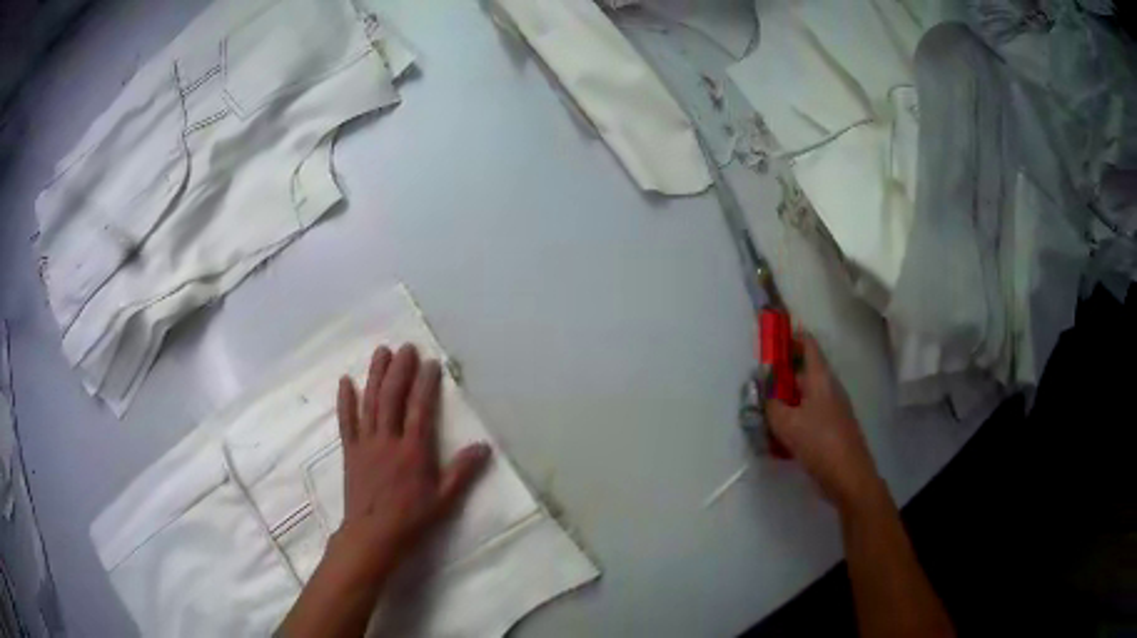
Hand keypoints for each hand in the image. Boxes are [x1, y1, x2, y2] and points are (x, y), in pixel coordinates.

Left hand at [327, 344, 491, 585]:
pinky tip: (346, 381)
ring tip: (381, 352)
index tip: (431, 363)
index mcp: (413, 451)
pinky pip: (347, 421)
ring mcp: (366, 444)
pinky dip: (345, 400)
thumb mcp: (444, 500)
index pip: (420, 409)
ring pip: (369, 403)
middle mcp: (388, 441)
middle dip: (400, 370)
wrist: (372, 535)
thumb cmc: (411, 519)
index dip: (426, 384)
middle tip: (406, 348)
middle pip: (392, 398)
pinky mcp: (350, 451)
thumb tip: (484, 446)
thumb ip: (463, 472)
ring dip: (375, 375)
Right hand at [766, 334, 881, 509]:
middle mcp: (829, 388)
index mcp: (821, 378)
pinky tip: (778, 436)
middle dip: (781, 372)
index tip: (771, 335)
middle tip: (758, 381)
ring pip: (805, 395)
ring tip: (764, 410)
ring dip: (786, 398)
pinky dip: (793, 417)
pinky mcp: (831, 428)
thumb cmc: (819, 442)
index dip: (790, 335)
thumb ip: (771, 405)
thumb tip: (764, 394)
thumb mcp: (787, 423)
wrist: (848, 476)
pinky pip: (808, 414)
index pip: (808, 344)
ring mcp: (832, 408)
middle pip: (804, 370)